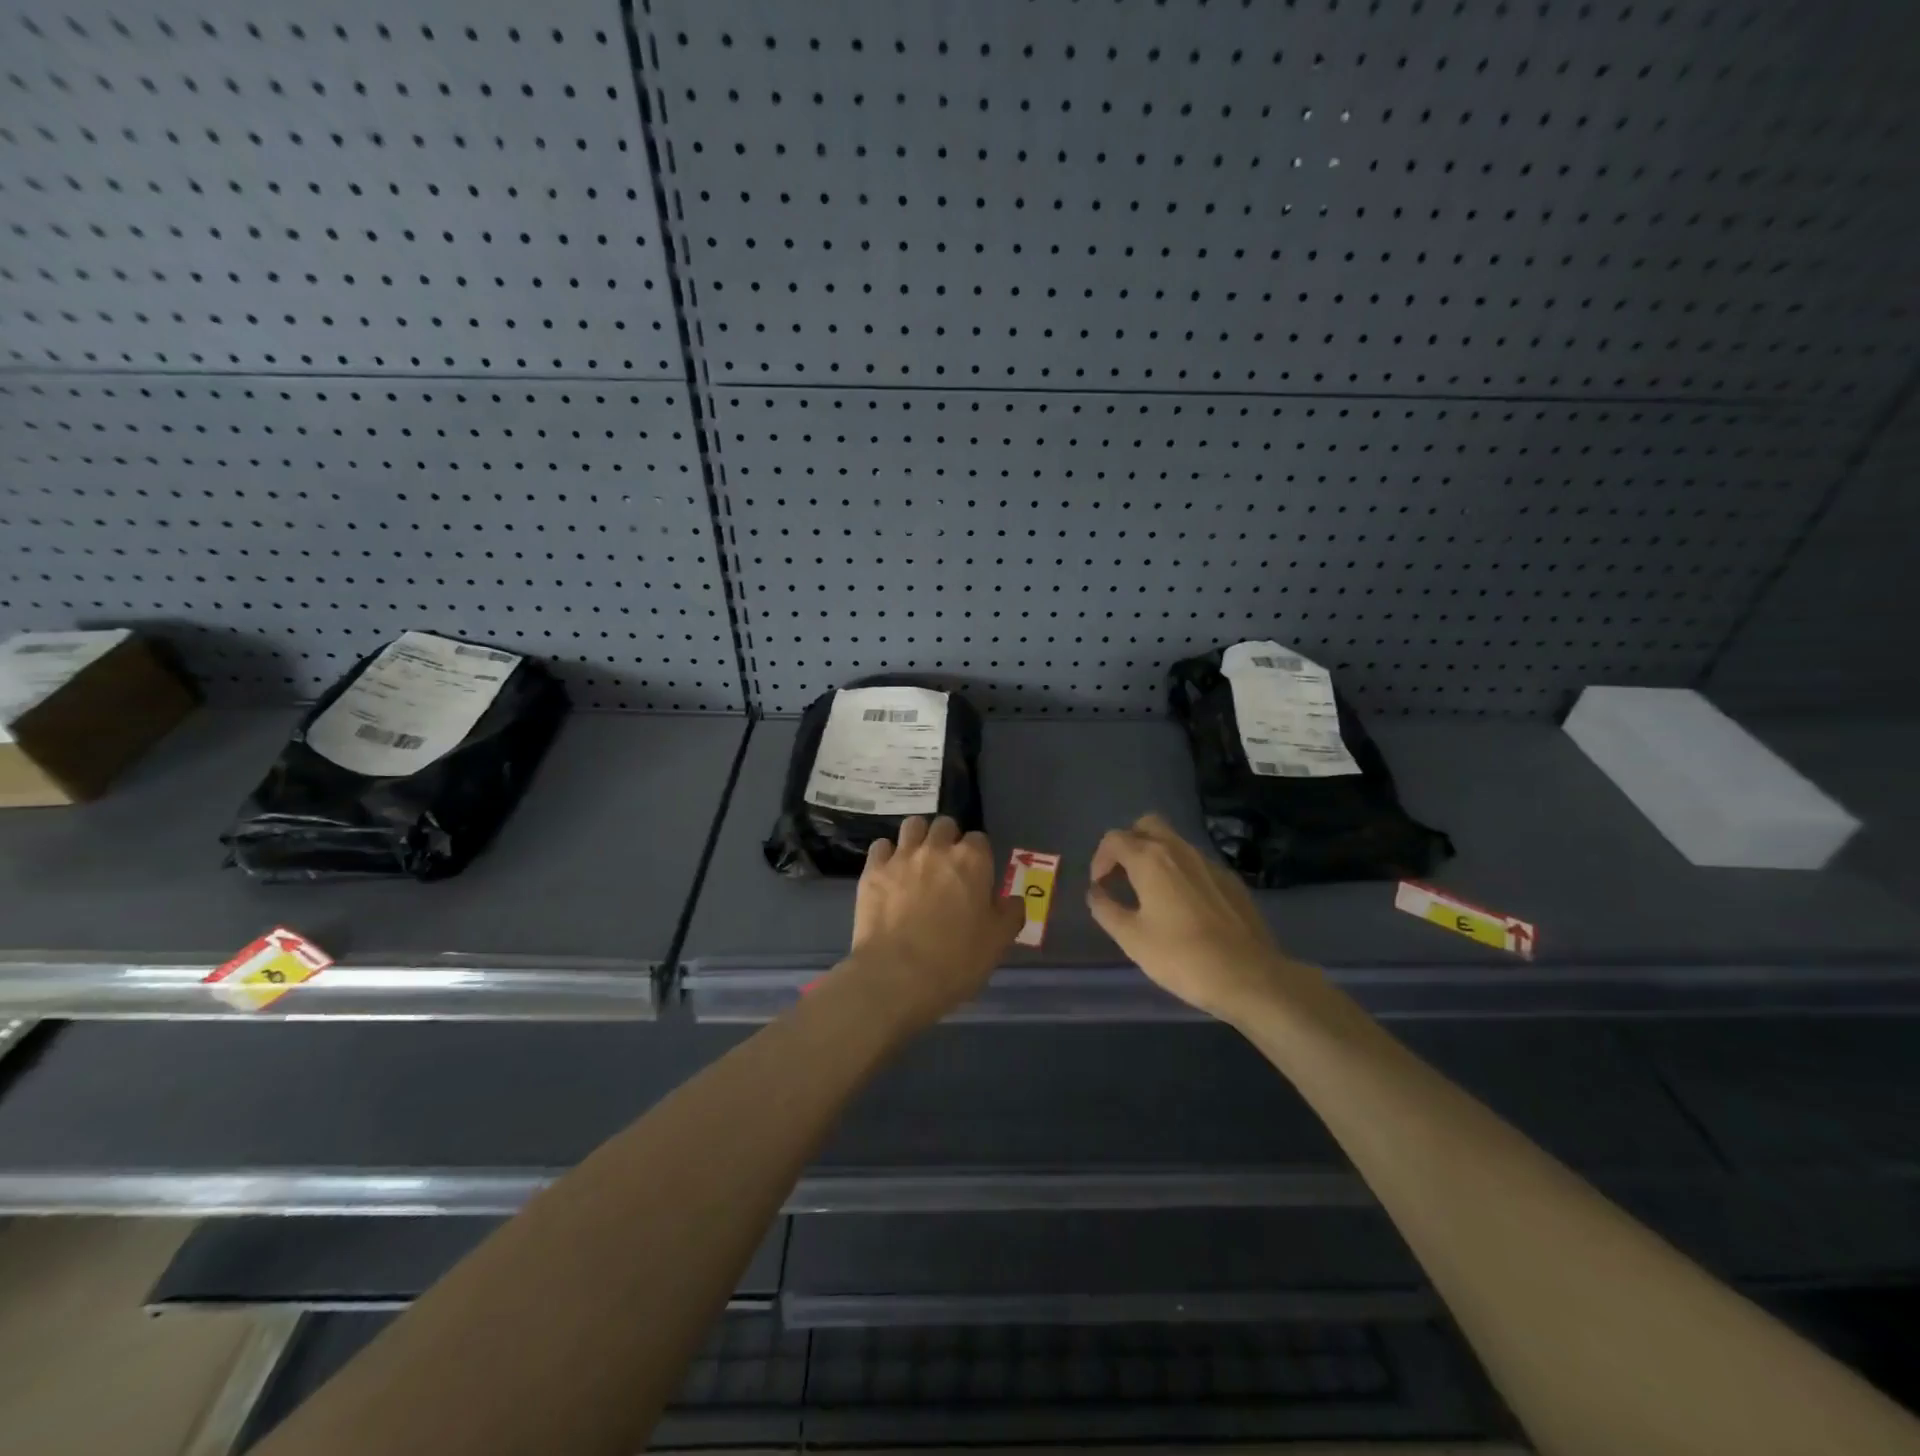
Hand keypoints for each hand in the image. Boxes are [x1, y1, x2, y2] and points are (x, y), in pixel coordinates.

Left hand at [845, 816, 1025, 1027]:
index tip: (976, 876)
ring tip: (917, 861)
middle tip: (946, 867)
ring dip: (918, 837)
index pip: (979, 839)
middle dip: (948, 839)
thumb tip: (1013, 900)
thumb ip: (1010, 914)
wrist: (897, 976)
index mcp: (972, 861)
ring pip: (912, 825)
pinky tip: (889, 873)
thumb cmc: (955, 961)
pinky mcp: (873, 870)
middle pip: (945, 825)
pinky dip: (887, 855)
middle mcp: (937, 849)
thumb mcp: (998, 942)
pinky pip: (881, 846)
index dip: (978, 856)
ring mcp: (902, 857)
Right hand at [1087, 813, 1316, 1025]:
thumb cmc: (1182, 957)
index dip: (1100, 859)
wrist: (1249, 976)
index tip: (1100, 886)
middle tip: (1122, 875)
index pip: (1114, 839)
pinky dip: (1180, 872)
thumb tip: (1096, 892)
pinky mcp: (1230, 880)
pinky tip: (1183, 907)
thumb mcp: (1131, 938)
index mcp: (1150, 859)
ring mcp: (1209, 863)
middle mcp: (1179, 850)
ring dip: (1154, 856)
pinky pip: (1195, 863)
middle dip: (1128, 843)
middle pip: (1146, 825)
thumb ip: (1106, 909)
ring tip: (1149, 893)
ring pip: (1174, 842)